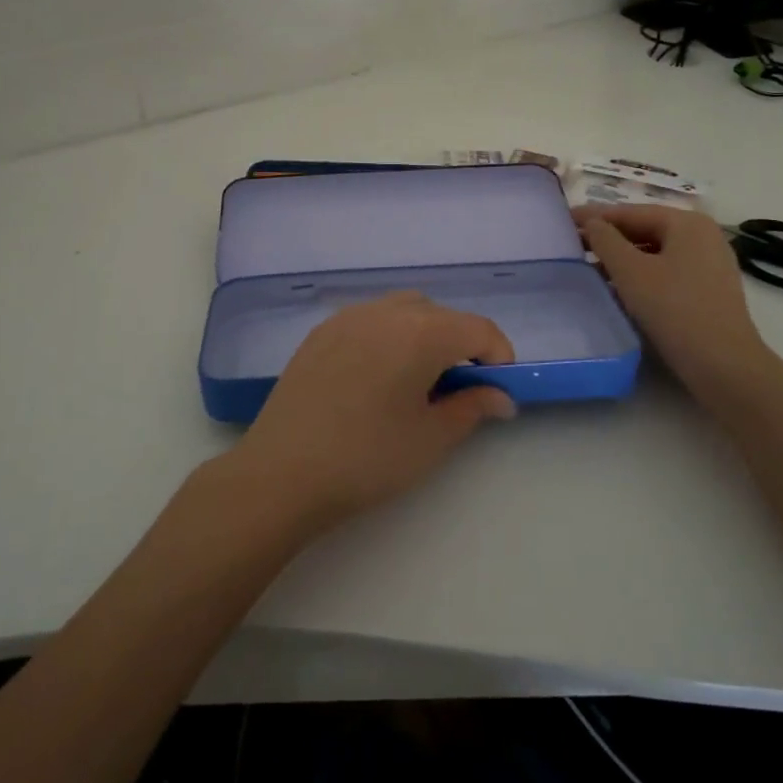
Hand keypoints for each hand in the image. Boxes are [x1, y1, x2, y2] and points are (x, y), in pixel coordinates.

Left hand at [229, 292, 515, 531]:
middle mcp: (385, 311)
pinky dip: (387, 337)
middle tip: (457, 390)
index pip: (478, 328)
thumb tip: (500, 396)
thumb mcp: (431, 438)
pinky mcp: (320, 331)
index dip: (498, 356)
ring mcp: (348, 317)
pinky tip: (376, 378)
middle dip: (459, 344)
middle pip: (440, 314)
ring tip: (416, 381)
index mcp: (421, 331)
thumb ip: (472, 407)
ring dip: (422, 335)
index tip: (498, 391)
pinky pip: (368, 320)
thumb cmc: (367, 458)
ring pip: (402, 310)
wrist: (282, 471)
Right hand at [573, 204, 769, 387]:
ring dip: (622, 258)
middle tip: (573, 245)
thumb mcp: (630, 271)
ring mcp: (709, 263)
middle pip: (645, 229)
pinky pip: (667, 271)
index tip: (564, 221)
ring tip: (590, 268)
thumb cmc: (674, 309)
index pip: (631, 212)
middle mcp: (703, 236)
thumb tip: (590, 222)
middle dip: (609, 238)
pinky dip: (641, 274)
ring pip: (655, 252)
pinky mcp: (709, 289)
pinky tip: (619, 288)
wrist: (723, 365)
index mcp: (687, 223)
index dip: (595, 216)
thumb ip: (605, 240)